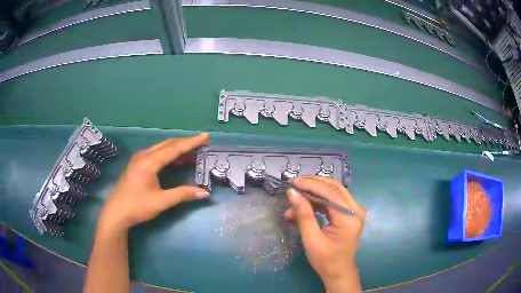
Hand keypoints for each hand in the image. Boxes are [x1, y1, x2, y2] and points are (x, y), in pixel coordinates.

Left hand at [98, 133, 209, 233]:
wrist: (116, 212)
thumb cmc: (138, 206)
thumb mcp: (161, 201)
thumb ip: (183, 194)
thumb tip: (205, 193)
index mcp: (150, 162)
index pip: (174, 148)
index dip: (191, 142)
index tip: (205, 136)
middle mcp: (144, 155)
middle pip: (167, 144)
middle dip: (185, 142)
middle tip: (201, 142)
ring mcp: (139, 159)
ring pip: (161, 147)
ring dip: (176, 147)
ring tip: (191, 149)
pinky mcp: (137, 164)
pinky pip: (155, 153)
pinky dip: (168, 153)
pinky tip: (174, 158)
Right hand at [285, 176, 364, 292]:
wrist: (339, 272)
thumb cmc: (326, 260)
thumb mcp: (311, 239)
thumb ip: (303, 215)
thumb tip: (292, 193)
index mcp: (349, 218)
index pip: (331, 192)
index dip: (311, 184)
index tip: (292, 183)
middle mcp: (356, 210)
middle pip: (334, 187)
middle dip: (313, 183)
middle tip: (294, 184)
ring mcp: (355, 211)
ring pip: (334, 191)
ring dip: (315, 191)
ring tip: (296, 197)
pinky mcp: (350, 214)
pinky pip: (334, 200)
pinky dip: (319, 200)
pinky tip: (305, 205)